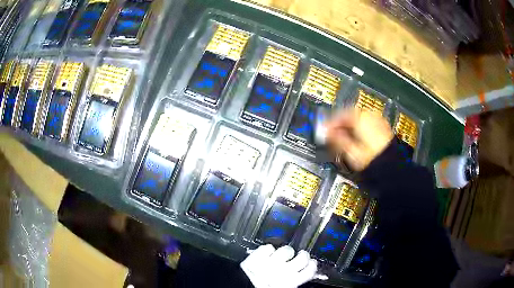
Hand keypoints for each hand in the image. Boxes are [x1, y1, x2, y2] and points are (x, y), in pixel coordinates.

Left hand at [241, 245, 325, 287]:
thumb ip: (295, 281)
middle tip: (298, 257)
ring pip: (287, 249)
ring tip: (279, 257)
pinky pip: (268, 246)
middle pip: (303, 256)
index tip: (311, 263)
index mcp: (292, 282)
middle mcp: (284, 270)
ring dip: (284, 252)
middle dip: (302, 255)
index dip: (312, 265)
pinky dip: (267, 250)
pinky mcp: (257, 256)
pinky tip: (265, 255)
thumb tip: (302, 275)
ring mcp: (271, 261)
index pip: (310, 269)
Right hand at [325, 109, 392, 170]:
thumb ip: (337, 139)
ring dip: (350, 126)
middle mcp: (370, 115)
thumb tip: (327, 133)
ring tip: (344, 137)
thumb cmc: (372, 158)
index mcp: (360, 118)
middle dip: (340, 124)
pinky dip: (359, 128)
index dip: (330, 123)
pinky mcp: (383, 127)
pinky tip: (357, 138)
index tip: (325, 130)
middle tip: (332, 134)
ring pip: (359, 119)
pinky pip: (367, 123)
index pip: (341, 115)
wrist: (392, 165)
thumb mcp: (351, 151)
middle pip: (350, 115)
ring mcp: (378, 120)